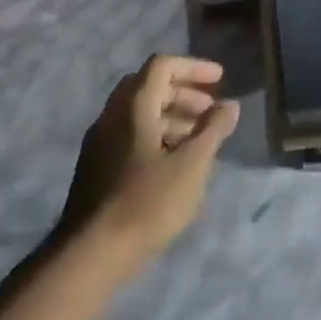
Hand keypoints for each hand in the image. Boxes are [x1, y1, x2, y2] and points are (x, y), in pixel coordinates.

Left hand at [59, 55, 239, 267]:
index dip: (193, 67)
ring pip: (139, 113)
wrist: (92, 253)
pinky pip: (130, 135)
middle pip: (149, 86)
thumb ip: (213, 130)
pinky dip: (157, 135)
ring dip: (172, 116)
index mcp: (133, 107)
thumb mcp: (191, 164)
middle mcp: (112, 116)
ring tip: (199, 140)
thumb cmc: (147, 202)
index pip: (162, 66)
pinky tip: (174, 164)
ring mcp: (100, 142)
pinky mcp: (97, 167)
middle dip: (184, 92)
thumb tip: (229, 105)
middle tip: (211, 111)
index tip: (221, 80)